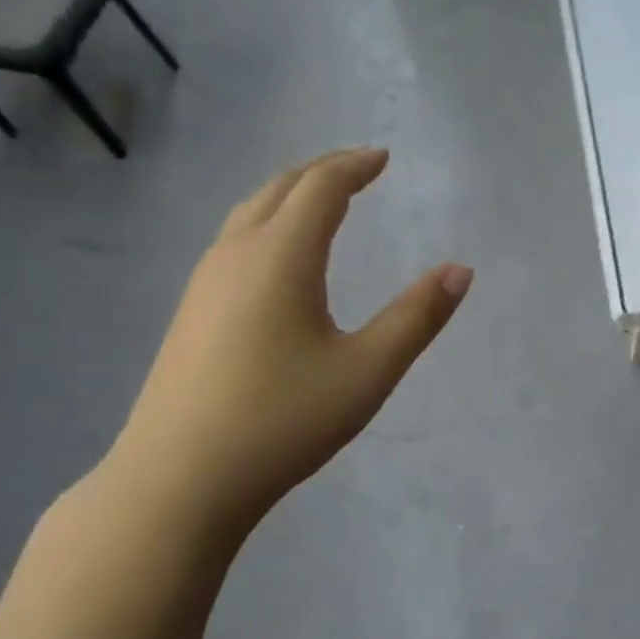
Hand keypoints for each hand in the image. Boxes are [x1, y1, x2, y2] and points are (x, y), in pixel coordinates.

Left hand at [109, 149, 470, 536]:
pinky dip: (268, 224)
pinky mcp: (191, 313)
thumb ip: (417, 316)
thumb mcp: (368, 370)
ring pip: (250, 214)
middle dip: (322, 171)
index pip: (321, 188)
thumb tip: (460, 270)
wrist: (178, 480)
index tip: (383, 158)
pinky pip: (234, 241)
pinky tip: (278, 257)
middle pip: (280, 189)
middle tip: (358, 167)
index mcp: (281, 257)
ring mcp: (204, 283)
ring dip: (290, 195)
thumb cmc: (282, 420)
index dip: (354, 166)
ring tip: (322, 201)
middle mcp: (237, 255)